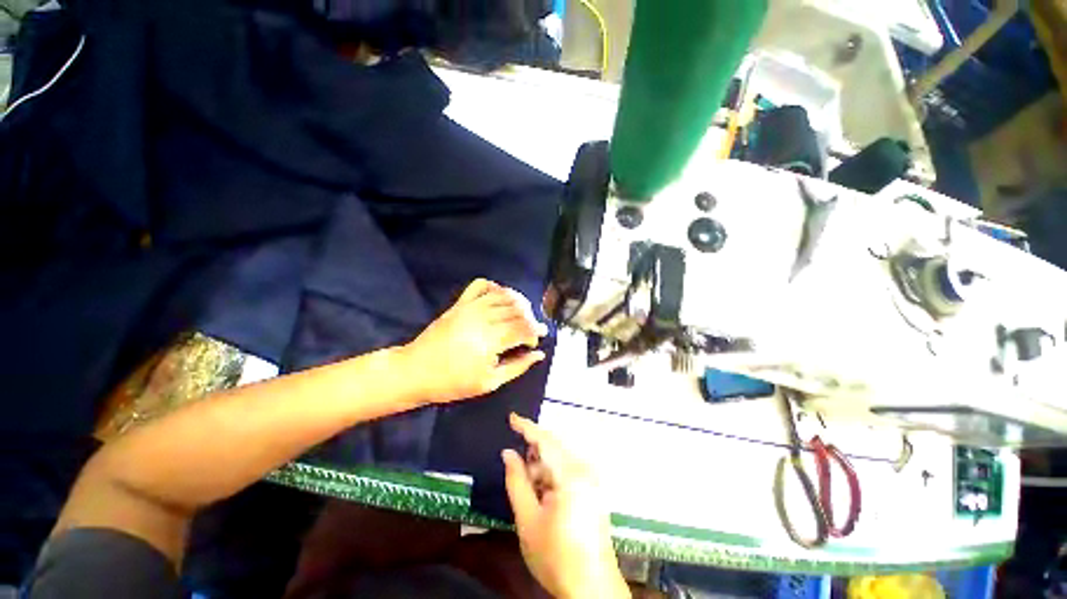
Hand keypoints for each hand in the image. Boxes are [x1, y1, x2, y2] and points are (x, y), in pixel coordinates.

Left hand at [400, 279, 548, 403]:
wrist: (415, 371)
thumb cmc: (453, 382)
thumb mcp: (489, 382)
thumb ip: (517, 366)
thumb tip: (539, 354)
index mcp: (491, 339)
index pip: (524, 327)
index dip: (535, 333)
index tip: (535, 342)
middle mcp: (484, 317)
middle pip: (518, 309)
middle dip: (530, 319)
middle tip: (530, 330)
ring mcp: (471, 306)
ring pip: (504, 295)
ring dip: (519, 302)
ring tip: (521, 314)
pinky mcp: (460, 303)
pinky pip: (481, 285)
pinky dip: (495, 287)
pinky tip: (501, 297)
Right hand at [502, 414, 627, 598]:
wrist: (591, 589)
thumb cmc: (556, 557)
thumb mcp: (528, 520)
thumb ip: (516, 481)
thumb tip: (508, 453)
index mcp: (570, 474)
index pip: (545, 440)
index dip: (526, 427)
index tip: (511, 417)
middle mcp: (584, 470)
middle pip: (554, 447)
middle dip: (533, 452)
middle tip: (516, 465)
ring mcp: (591, 479)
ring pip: (560, 459)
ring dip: (541, 466)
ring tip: (528, 487)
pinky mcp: (593, 489)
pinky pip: (568, 469)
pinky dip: (552, 474)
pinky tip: (543, 492)